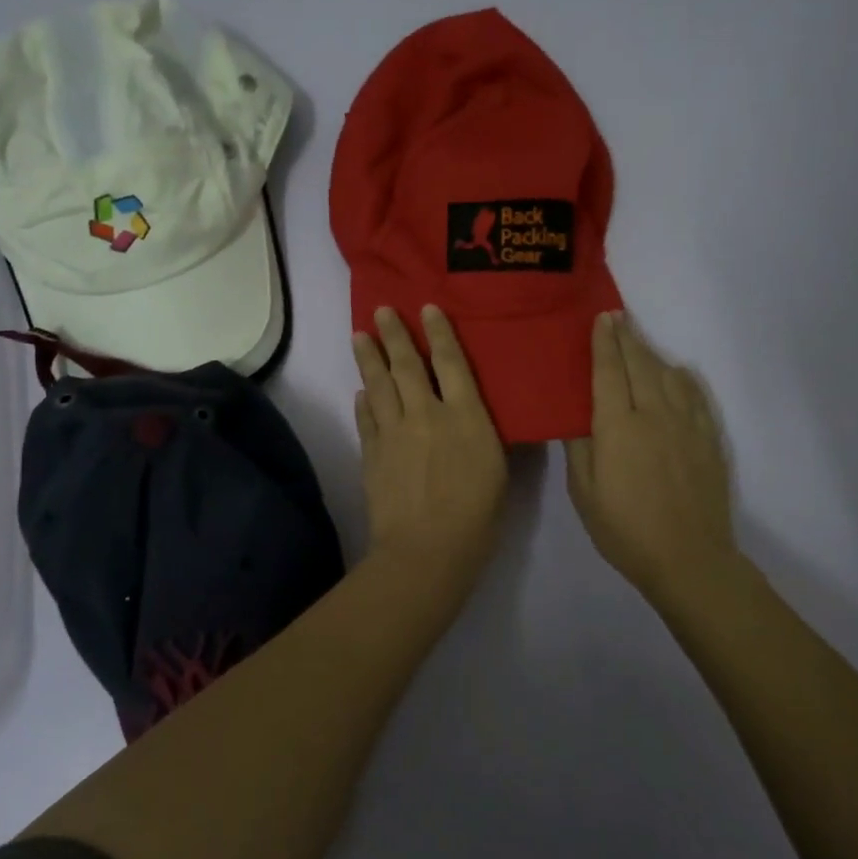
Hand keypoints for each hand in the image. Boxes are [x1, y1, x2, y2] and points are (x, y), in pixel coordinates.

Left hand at [352, 306, 507, 583]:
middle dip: (394, 335)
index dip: (439, 333)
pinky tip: (361, 393)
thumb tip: (471, 415)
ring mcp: (394, 432)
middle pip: (407, 366)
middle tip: (381, 310)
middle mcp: (427, 414)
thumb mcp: (498, 470)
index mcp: (466, 416)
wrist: (426, 549)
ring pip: (379, 385)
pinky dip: (363, 402)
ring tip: (359, 335)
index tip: (427, 309)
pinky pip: (366, 418)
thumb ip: (483, 435)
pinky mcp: (372, 453)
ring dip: (369, 358)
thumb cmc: (477, 516)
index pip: (452, 363)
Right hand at [565, 311, 735, 603]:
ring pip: (669, 375)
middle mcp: (654, 415)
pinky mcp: (707, 440)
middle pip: (640, 365)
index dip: (604, 343)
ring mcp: (686, 425)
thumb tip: (575, 415)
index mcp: (618, 427)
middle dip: (627, 338)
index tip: (602, 318)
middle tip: (618, 317)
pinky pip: (696, 396)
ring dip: (652, 354)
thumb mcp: (584, 493)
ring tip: (640, 343)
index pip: (608, 372)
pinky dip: (684, 378)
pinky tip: (679, 373)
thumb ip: (578, 448)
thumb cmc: (624, 529)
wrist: (688, 558)